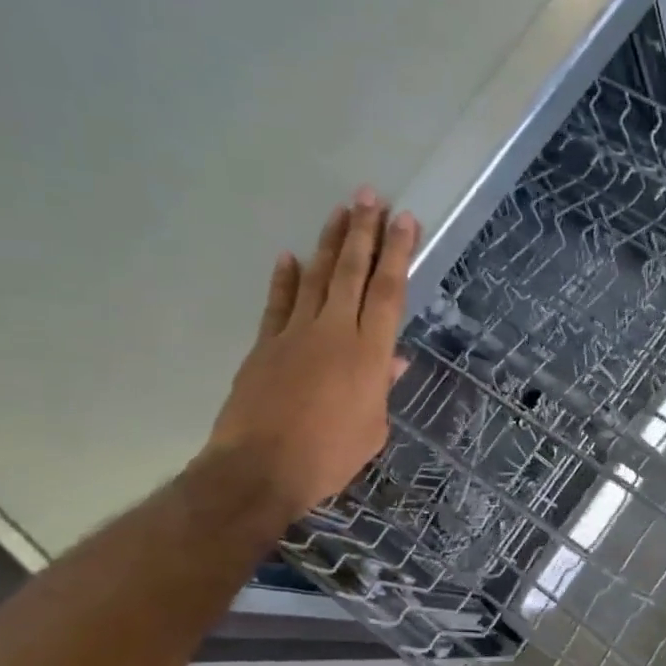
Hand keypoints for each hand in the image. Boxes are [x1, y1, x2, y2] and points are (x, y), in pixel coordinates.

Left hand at [204, 190, 417, 522]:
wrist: (260, 468)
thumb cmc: (329, 456)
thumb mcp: (372, 429)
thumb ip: (381, 389)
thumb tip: (393, 360)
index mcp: (368, 354)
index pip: (388, 292)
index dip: (397, 254)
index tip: (405, 221)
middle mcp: (334, 332)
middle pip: (351, 273)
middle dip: (363, 232)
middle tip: (370, 196)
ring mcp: (295, 334)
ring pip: (315, 278)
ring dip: (329, 244)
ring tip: (340, 212)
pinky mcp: (265, 345)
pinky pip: (278, 304)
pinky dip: (284, 280)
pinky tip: (290, 257)